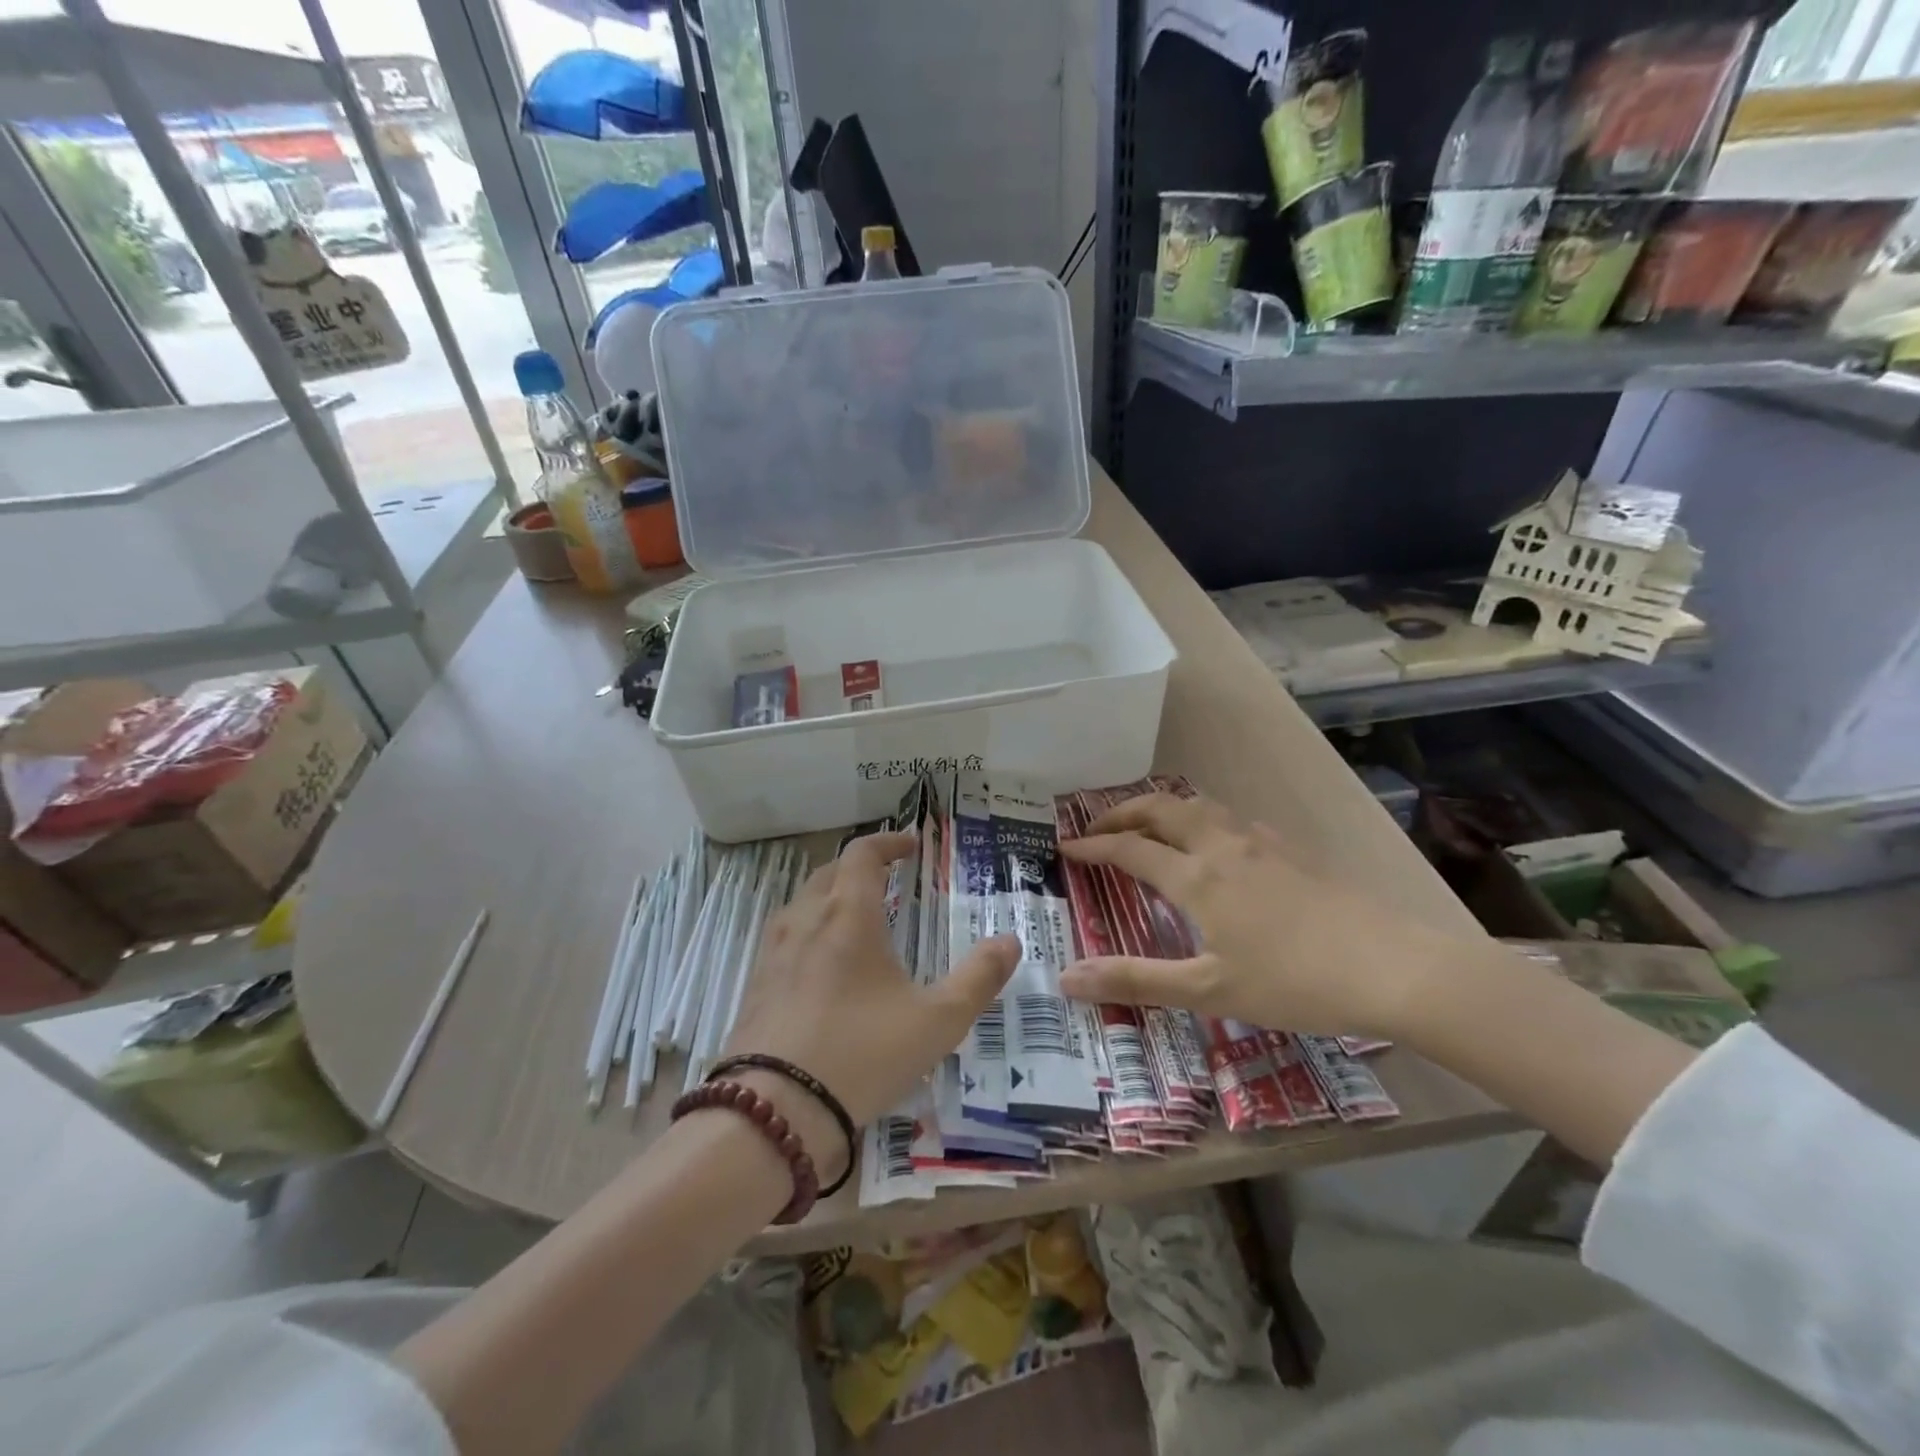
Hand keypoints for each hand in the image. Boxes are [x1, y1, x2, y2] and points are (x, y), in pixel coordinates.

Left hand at [723, 831, 1019, 1167]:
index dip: (888, 842)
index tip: (912, 845)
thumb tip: (1011, 942)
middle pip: (829, 872)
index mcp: (848, 915)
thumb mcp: (937, 1021)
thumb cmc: (862, 1054)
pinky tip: (822, 967)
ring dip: (831, 896)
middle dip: (860, 867)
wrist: (773, 1114)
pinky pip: (785, 938)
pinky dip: (809, 931)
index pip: (862, 854)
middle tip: (888, 878)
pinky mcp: (755, 986)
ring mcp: (773, 953)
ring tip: (857, 919)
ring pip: (802, 903)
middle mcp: (805, 920)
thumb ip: (978, 978)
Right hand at [1058, 793, 1471, 1038]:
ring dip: (1162, 808)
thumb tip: (1066, 978)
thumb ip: (1135, 981)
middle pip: (1161, 809)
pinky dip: (1202, 817)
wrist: (1392, 966)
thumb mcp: (1207, 990)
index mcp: (1196, 877)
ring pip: (1199, 805)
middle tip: (1098, 827)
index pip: (1129, 849)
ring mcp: (1260, 842)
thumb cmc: (1293, 982)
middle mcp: (1221, 846)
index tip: (1065, 848)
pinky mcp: (1290, 849)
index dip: (1093, 846)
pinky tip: (1216, 843)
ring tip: (1148, 826)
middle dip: (1122, 812)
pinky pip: (1231, 817)